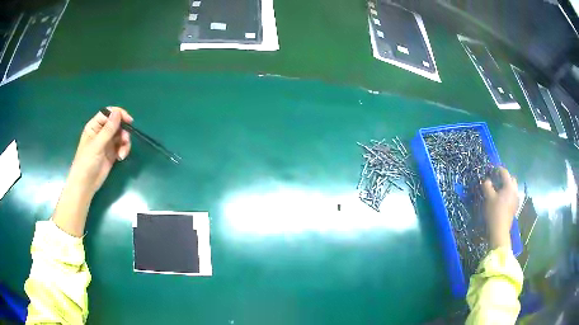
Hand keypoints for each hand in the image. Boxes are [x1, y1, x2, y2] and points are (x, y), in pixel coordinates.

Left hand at [67, 107, 132, 198]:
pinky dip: (124, 150)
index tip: (128, 121)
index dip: (119, 114)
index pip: (108, 113)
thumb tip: (118, 112)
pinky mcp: (112, 153)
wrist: (86, 184)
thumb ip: (108, 129)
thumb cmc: (86, 162)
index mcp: (95, 126)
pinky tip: (121, 157)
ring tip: (122, 154)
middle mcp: (101, 132)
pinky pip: (121, 146)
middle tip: (125, 141)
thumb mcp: (97, 145)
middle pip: (117, 124)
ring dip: (125, 143)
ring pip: (121, 135)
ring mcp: (107, 143)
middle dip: (123, 131)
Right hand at [481, 167, 518, 248]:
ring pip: (513, 188)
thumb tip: (486, 180)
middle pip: (511, 179)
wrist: (500, 231)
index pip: (504, 172)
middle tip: (497, 180)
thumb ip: (487, 186)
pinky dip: (508, 194)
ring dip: (507, 186)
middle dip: (505, 178)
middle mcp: (515, 190)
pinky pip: (512, 196)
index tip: (492, 170)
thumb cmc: (494, 212)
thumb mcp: (488, 198)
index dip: (498, 169)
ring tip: (499, 190)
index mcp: (509, 185)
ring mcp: (516, 199)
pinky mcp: (515, 207)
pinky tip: (502, 200)